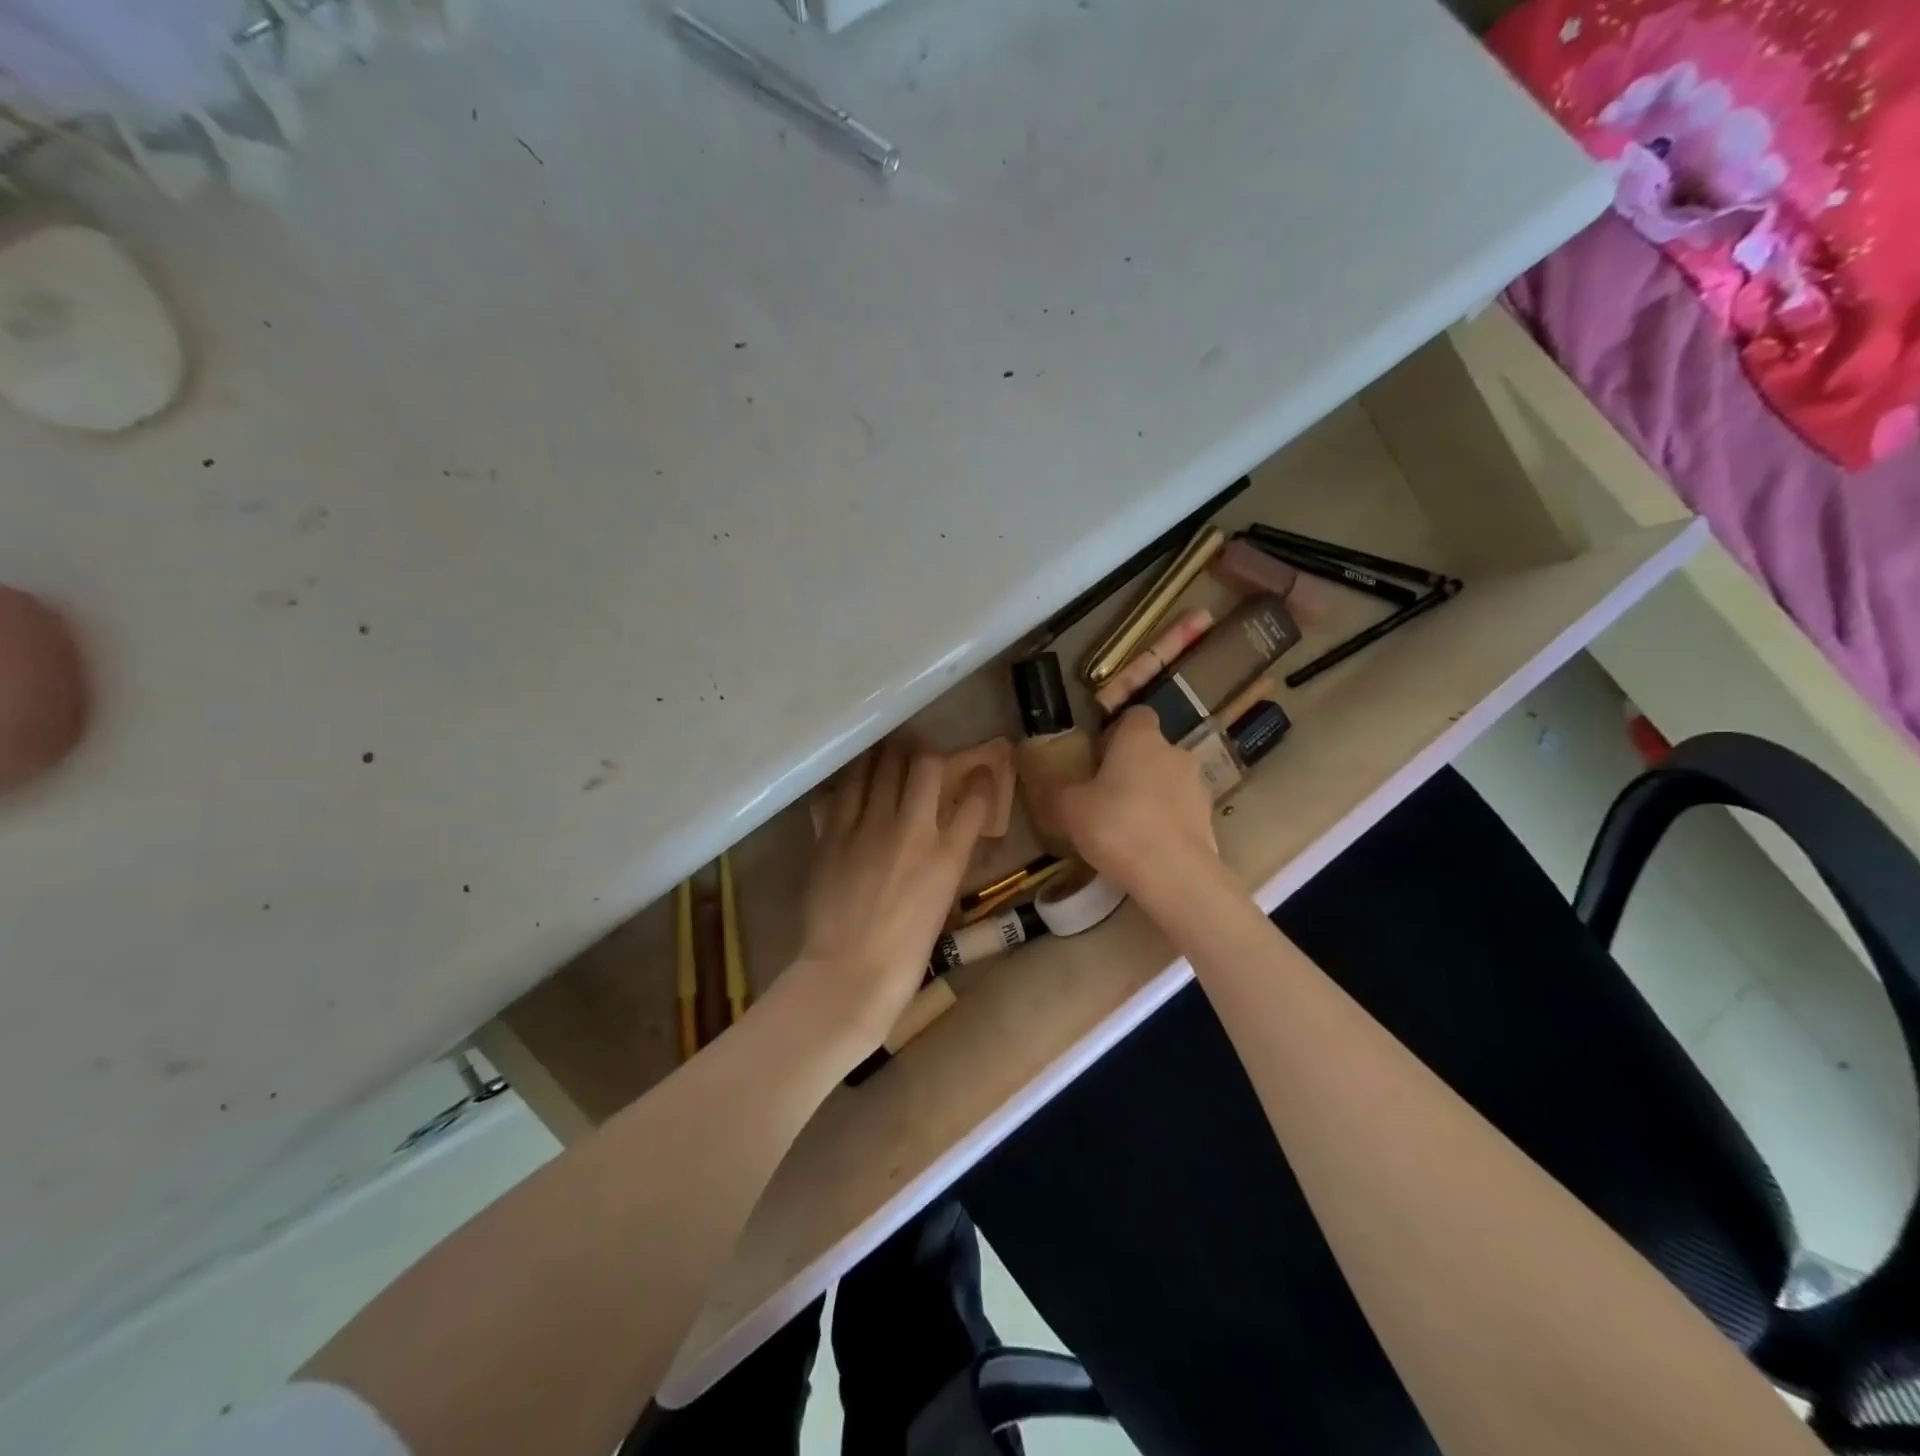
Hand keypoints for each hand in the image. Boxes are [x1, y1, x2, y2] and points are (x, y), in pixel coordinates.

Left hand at [792, 740, 994, 1053]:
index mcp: (948, 856)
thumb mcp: (943, 901)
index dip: (982, 778)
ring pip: (882, 766)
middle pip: (925, 767)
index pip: (976, 800)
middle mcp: (912, 831)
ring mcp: (870, 827)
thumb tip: (950, 833)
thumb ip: (948, 860)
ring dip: (890, 755)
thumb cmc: (906, 950)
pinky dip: (858, 776)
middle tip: (922, 756)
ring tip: (890, 752)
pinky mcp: (835, 833)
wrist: (850, 971)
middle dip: (927, 754)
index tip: (980, 770)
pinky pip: (847, 788)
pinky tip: (859, 774)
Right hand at [1042, 706, 1220, 900]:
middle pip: (1151, 749)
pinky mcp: (1208, 817)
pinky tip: (1146, 845)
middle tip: (1104, 794)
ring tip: (1126, 825)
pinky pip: (1180, 809)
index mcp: (1141, 738)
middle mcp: (1174, 752)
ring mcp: (1197, 785)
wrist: (1174, 874)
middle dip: (1131, 766)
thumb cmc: (1117, 826)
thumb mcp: (1069, 809)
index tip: (1098, 754)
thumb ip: (1056, 790)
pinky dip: (1165, 819)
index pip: (1134, 714)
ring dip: (1150, 793)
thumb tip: (1042, 779)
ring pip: (1167, 779)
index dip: (1116, 731)